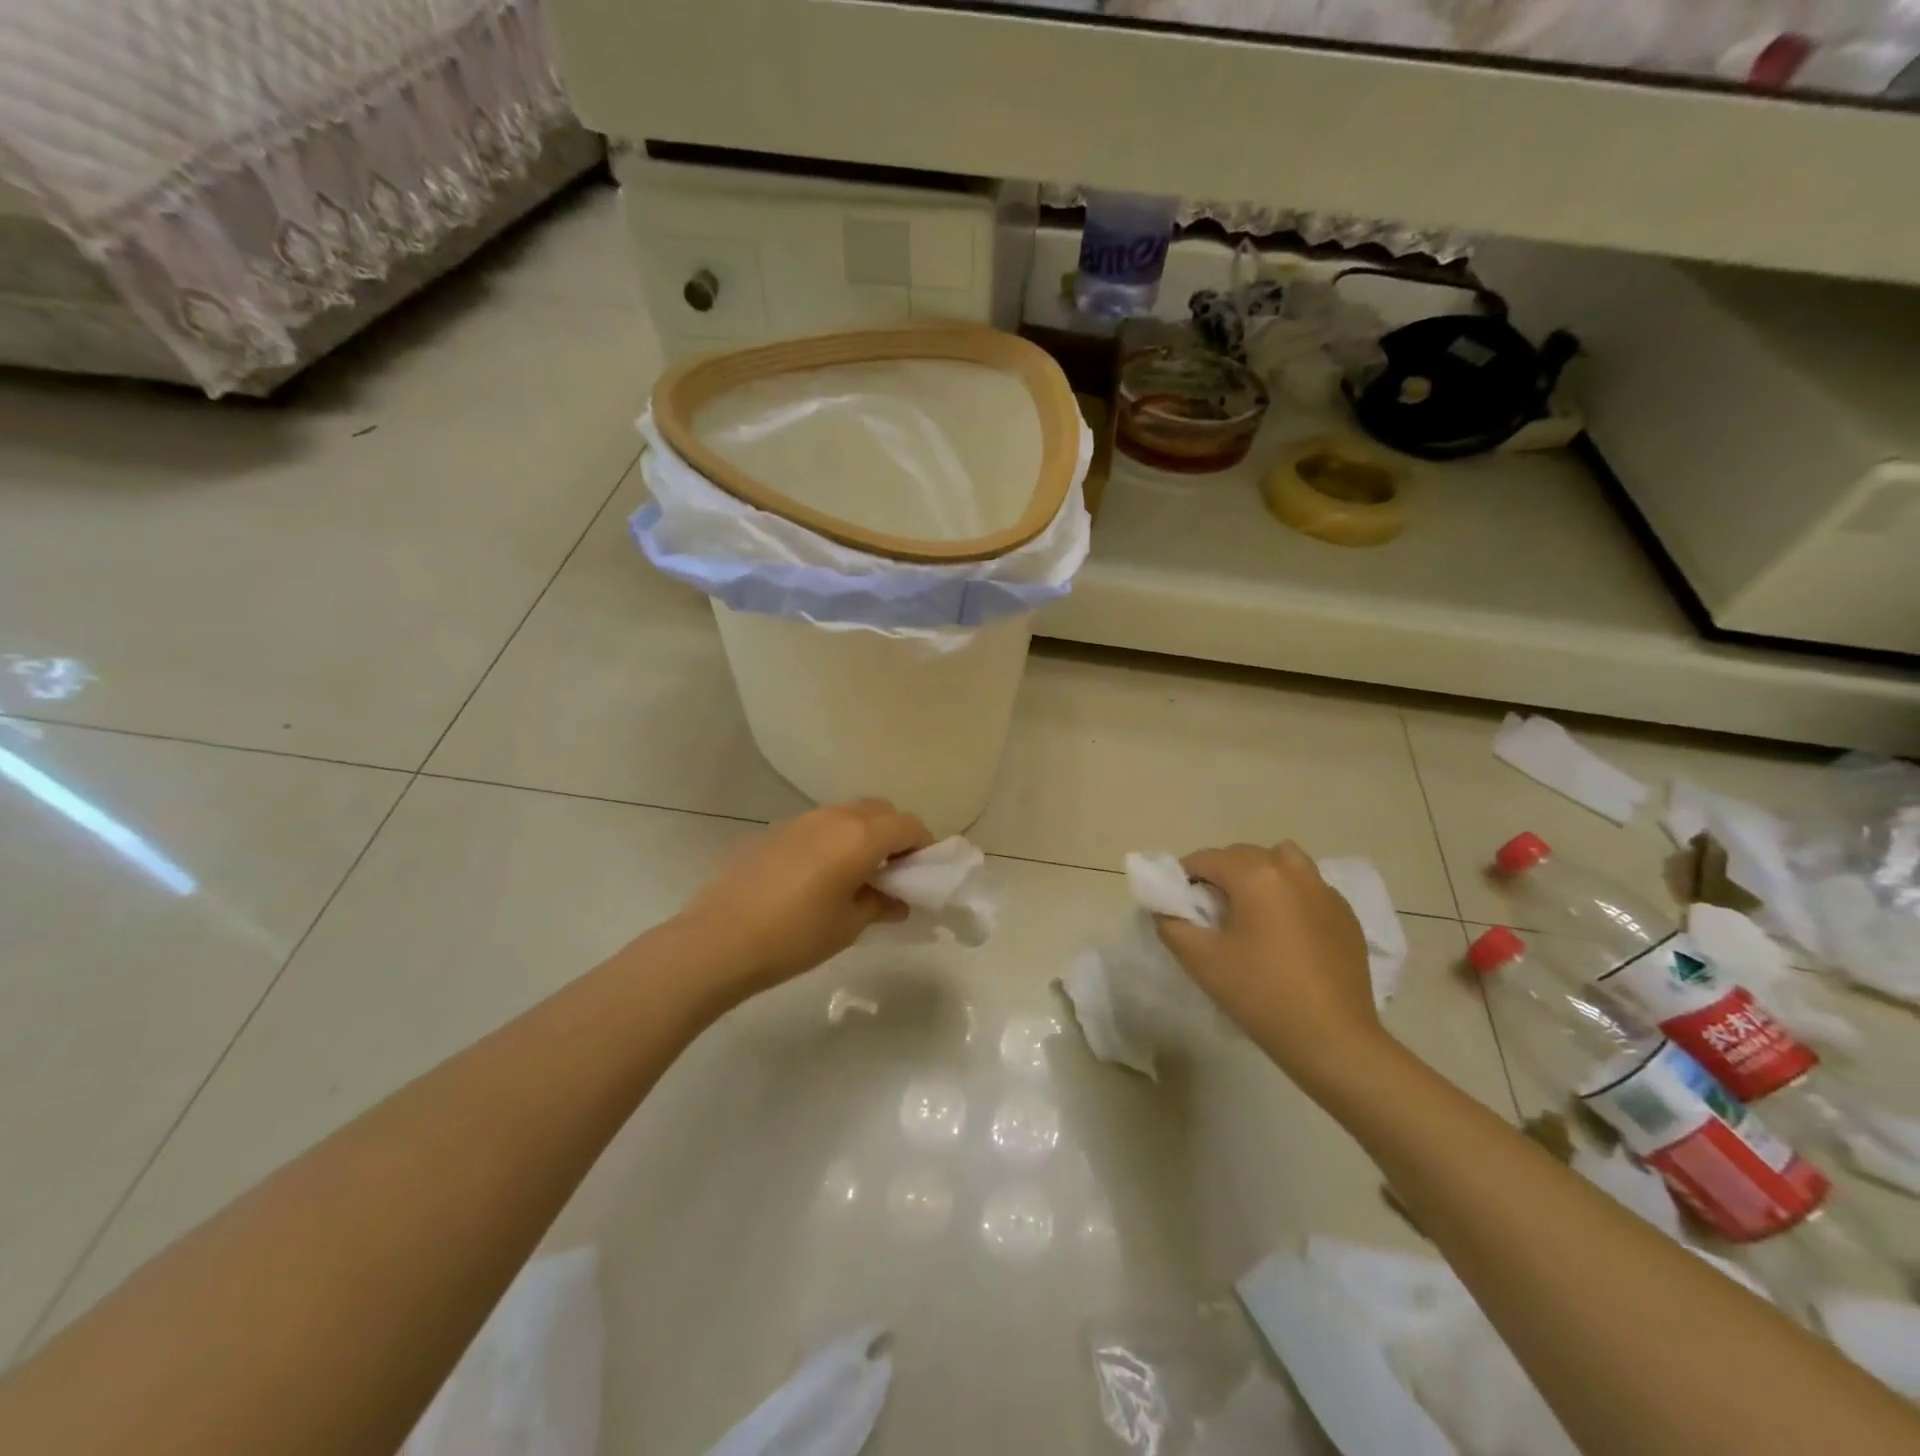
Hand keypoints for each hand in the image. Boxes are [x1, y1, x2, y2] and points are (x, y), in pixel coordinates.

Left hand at [673, 799, 932, 1006]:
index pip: (908, 825)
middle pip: (879, 811)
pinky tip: (819, 875)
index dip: (923, 845)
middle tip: (893, 872)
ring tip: (857, 874)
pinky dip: (833, 839)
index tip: (923, 872)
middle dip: (895, 834)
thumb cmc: (794, 936)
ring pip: (847, 814)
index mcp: (860, 836)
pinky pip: (818, 825)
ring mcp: (800, 820)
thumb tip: (898, 901)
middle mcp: (833, 817)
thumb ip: (880, 905)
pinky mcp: (774, 831)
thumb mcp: (848, 926)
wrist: (718, 940)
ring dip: (863, 834)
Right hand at [1155, 841, 1393, 1091]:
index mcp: (1256, 875)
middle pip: (1243, 856)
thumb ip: (1172, 924)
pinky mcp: (1346, 915)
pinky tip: (1286, 934)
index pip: (1206, 858)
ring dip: (1259, 875)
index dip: (1184, 877)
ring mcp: (1325, 891)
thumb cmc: (1260, 994)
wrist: (1333, 1040)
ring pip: (1282, 862)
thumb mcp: (1200, 960)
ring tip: (1251, 912)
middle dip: (1221, 874)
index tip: (1179, 904)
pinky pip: (1308, 887)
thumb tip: (1167, 909)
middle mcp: (1292, 871)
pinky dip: (1290, 895)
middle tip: (1210, 912)